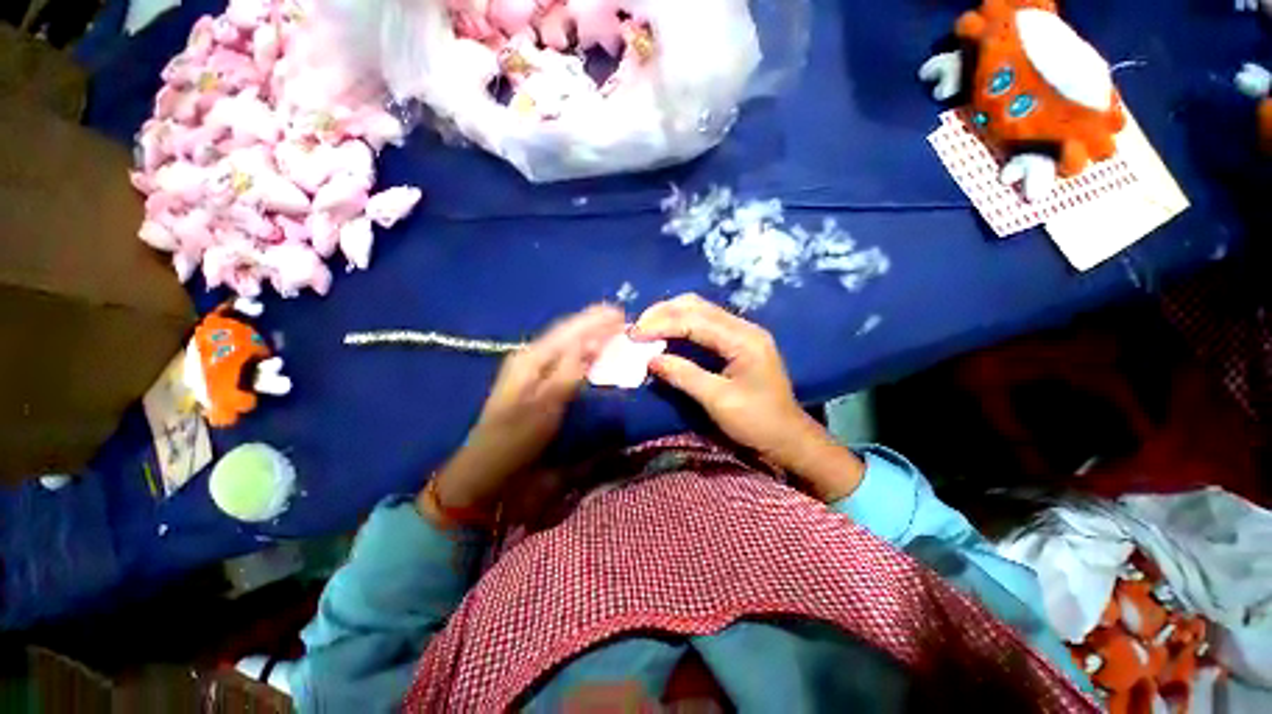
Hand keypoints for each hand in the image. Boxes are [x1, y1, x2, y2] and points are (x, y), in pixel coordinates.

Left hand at [424, 304, 625, 513]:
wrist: (489, 467)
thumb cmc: (517, 436)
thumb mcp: (546, 403)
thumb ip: (570, 370)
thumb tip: (593, 342)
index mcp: (531, 358)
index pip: (568, 330)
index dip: (594, 320)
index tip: (620, 312)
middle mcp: (530, 357)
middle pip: (566, 333)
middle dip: (593, 323)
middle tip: (619, 318)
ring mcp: (530, 370)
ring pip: (565, 344)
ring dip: (588, 335)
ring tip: (610, 329)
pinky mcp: (535, 383)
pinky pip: (563, 358)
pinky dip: (581, 352)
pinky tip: (591, 353)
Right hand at [633, 294, 864, 501]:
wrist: (787, 438)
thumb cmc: (756, 422)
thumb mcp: (718, 401)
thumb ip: (684, 375)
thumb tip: (650, 359)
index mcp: (743, 339)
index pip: (695, 320)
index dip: (661, 324)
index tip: (634, 334)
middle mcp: (743, 328)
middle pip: (697, 306)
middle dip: (663, 313)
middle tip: (637, 328)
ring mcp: (741, 333)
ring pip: (699, 311)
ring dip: (670, 316)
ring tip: (646, 329)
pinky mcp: (737, 342)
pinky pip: (704, 324)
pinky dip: (681, 326)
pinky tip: (666, 334)